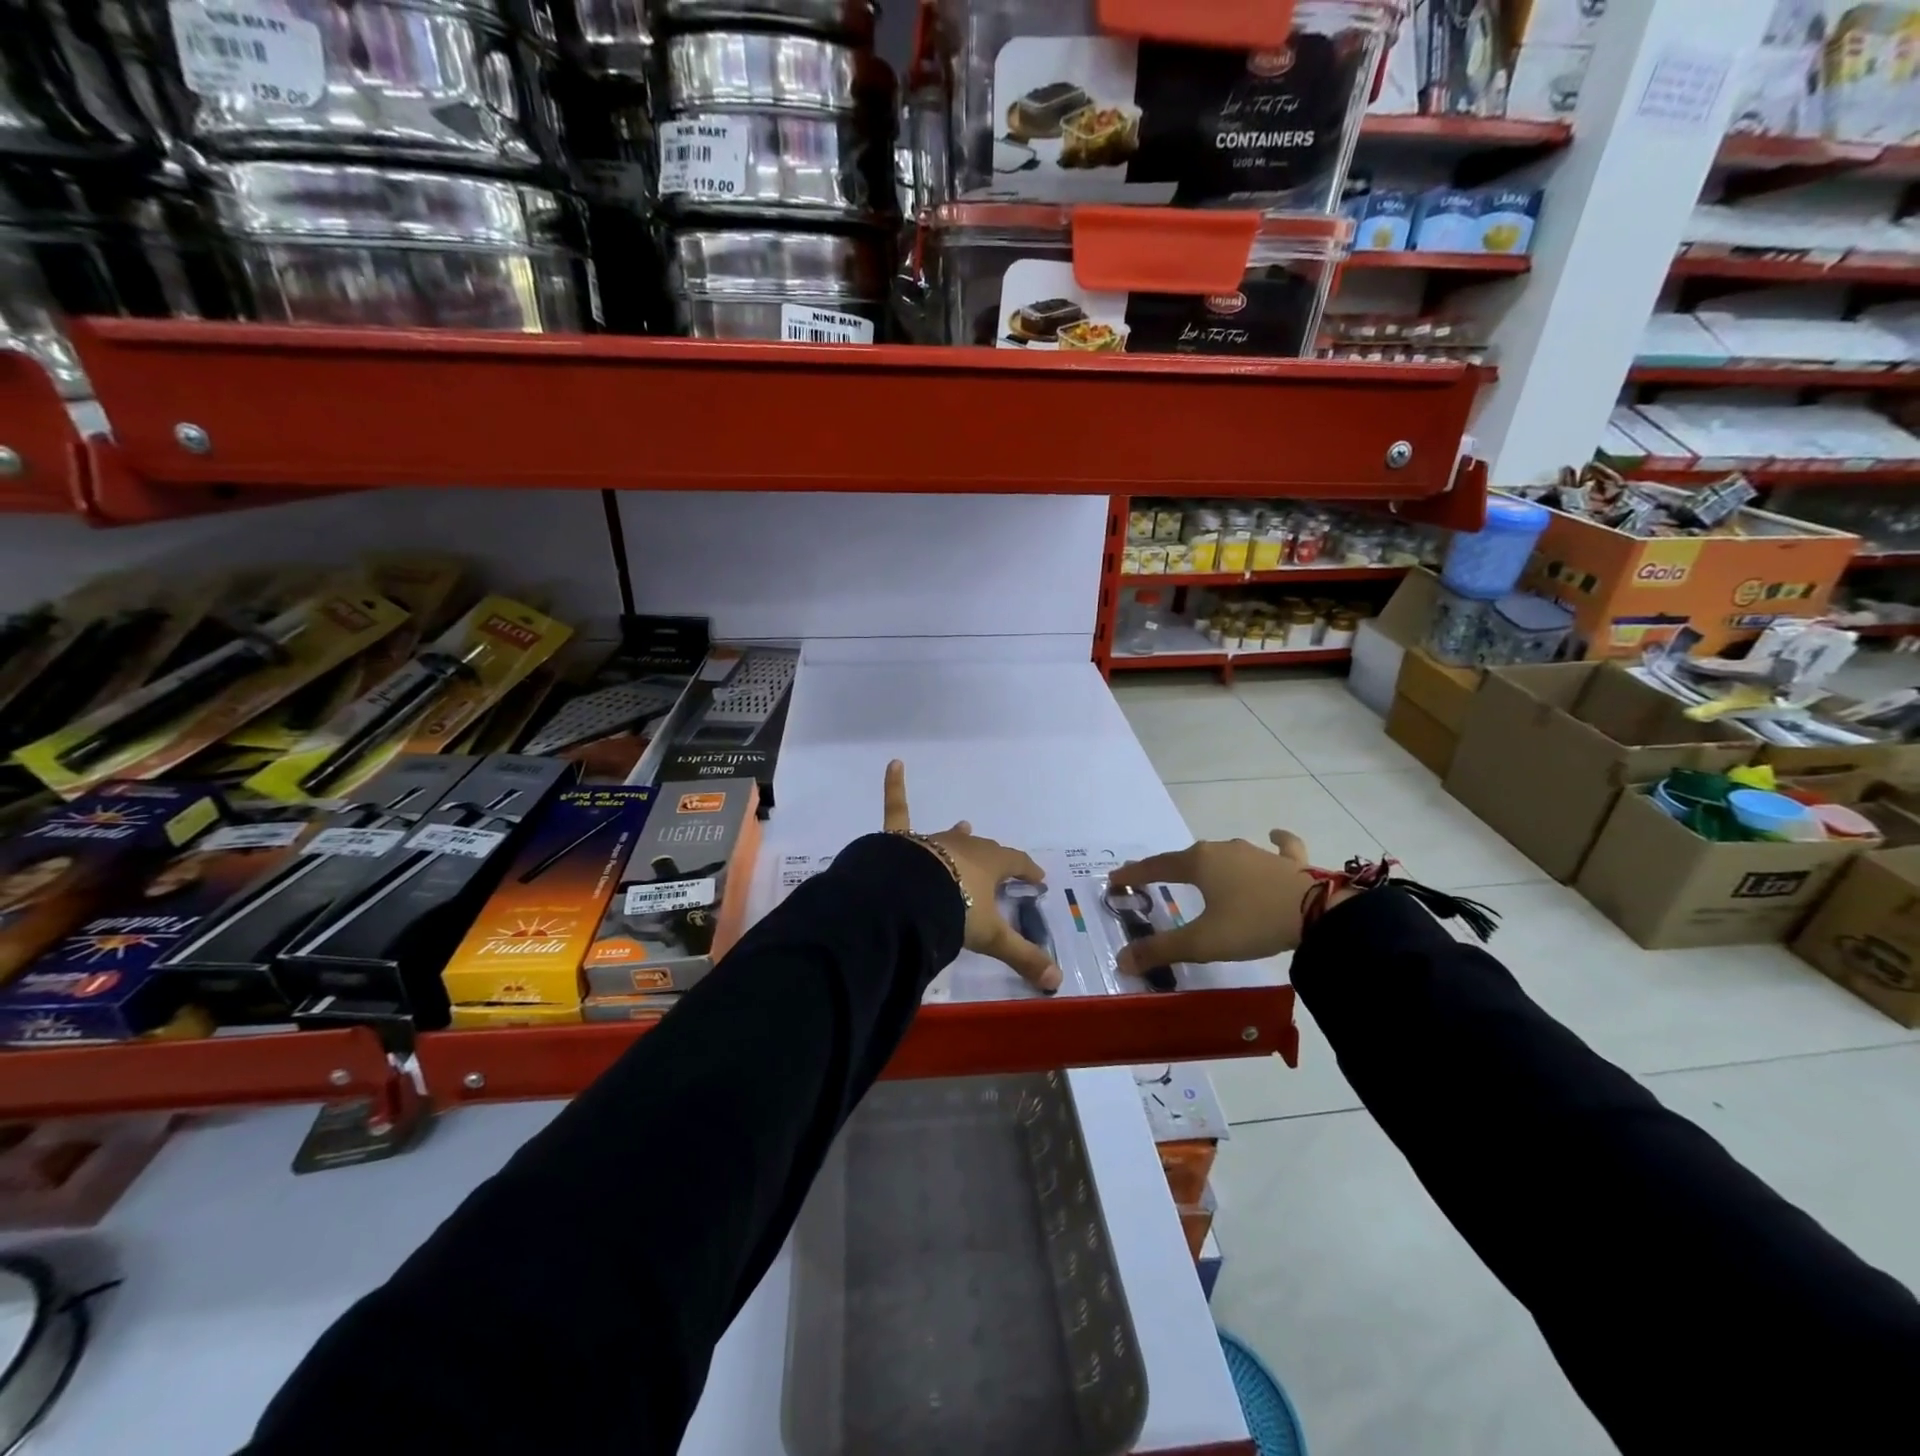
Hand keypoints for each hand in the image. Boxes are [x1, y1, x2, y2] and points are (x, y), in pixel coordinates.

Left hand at [883, 760, 1063, 993]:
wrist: (908, 900)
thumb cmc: (955, 912)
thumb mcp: (992, 938)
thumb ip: (1023, 957)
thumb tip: (1056, 983)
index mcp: (990, 865)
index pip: (1016, 863)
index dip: (1028, 870)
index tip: (1037, 878)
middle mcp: (964, 847)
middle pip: (984, 849)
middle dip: (995, 858)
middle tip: (1002, 866)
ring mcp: (933, 841)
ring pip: (950, 836)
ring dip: (959, 835)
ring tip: (964, 824)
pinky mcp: (902, 840)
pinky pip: (898, 810)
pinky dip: (894, 787)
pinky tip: (894, 764)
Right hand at [1109, 832, 1348, 974]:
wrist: (1318, 914)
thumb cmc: (1251, 923)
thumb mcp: (1202, 942)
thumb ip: (1161, 950)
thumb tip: (1121, 960)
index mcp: (1198, 863)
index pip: (1157, 866)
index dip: (1135, 874)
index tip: (1115, 879)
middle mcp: (1223, 850)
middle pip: (1188, 857)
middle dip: (1169, 868)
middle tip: (1154, 878)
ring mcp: (1257, 852)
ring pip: (1226, 853)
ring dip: (1211, 862)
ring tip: (1203, 872)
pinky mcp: (1289, 862)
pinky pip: (1280, 847)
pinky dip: (1275, 843)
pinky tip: (1274, 837)